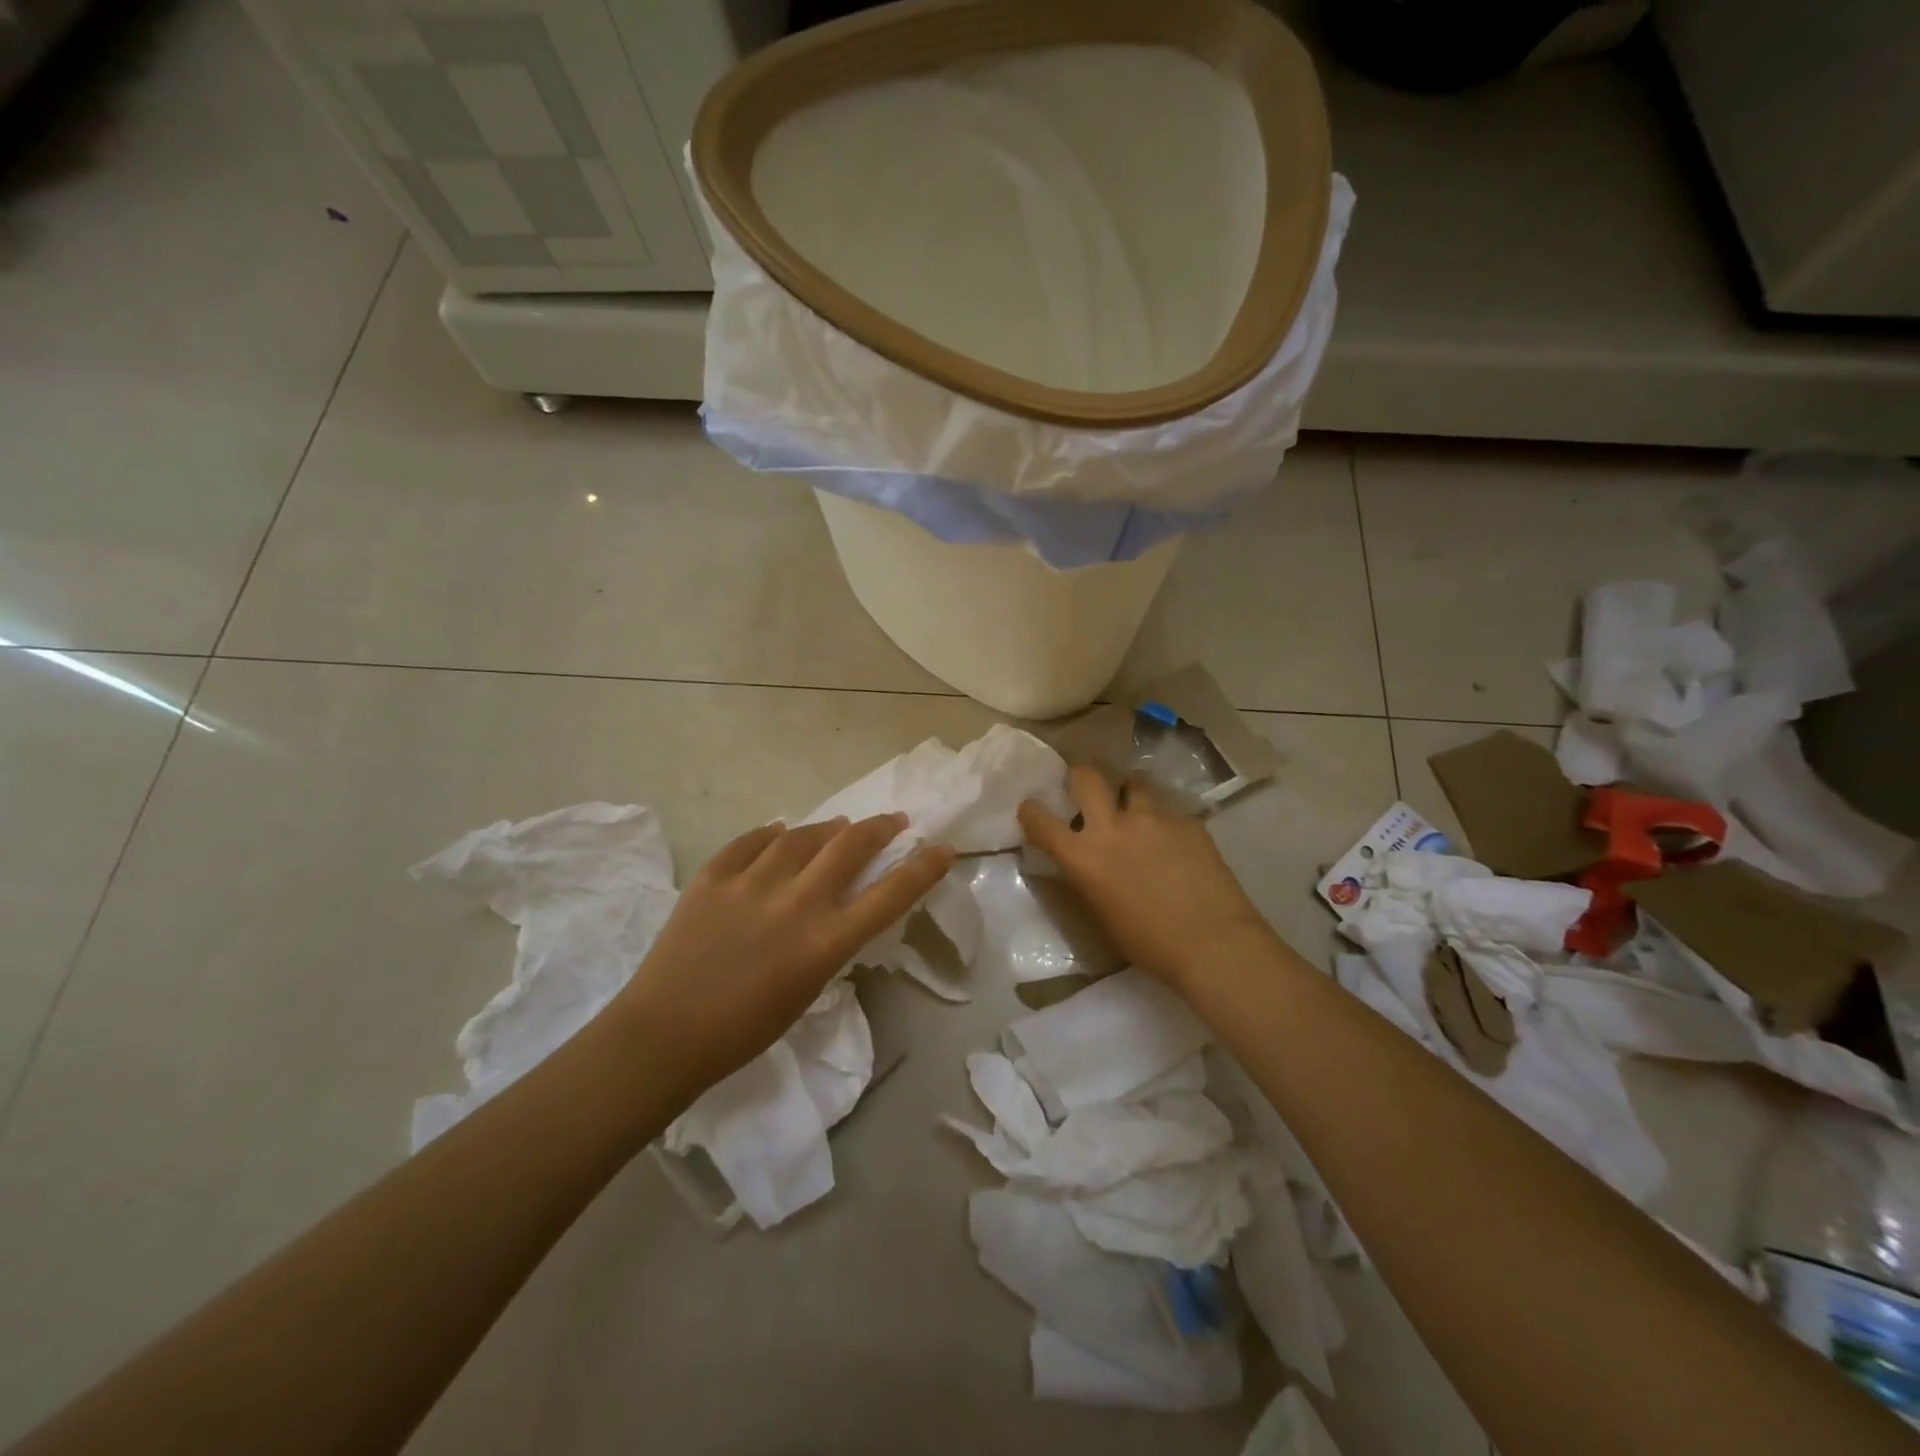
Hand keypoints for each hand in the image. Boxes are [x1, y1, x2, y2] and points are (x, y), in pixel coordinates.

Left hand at [613, 814, 953, 1099]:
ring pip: (802, 835)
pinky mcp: (713, 875)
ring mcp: (751, 883)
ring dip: (827, 829)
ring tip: (837, 828)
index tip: (941, 848)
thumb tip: (837, 902)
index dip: (923, 867)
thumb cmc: (745, 1030)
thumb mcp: (808, 988)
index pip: (890, 894)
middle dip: (880, 828)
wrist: (664, 1035)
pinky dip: (771, 835)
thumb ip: (829, 940)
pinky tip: (778, 833)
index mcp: (824, 942)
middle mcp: (795, 903)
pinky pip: (751, 841)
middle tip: (893, 821)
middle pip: (850, 846)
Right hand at [1017, 765, 1274, 992]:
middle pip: (1086, 775)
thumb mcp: (1101, 913)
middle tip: (1086, 788)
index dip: (1031, 811)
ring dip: (1128, 791)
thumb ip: (1086, 877)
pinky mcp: (1187, 820)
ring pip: (1133, 781)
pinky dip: (1162, 818)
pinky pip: (1167, 808)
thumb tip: (1082, 862)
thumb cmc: (1149, 944)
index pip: (1039, 819)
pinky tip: (1174, 841)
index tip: (1033, 809)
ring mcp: (1153, 817)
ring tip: (1137, 809)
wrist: (1213, 943)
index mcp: (1083, 856)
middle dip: (1080, 776)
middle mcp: (1113, 826)